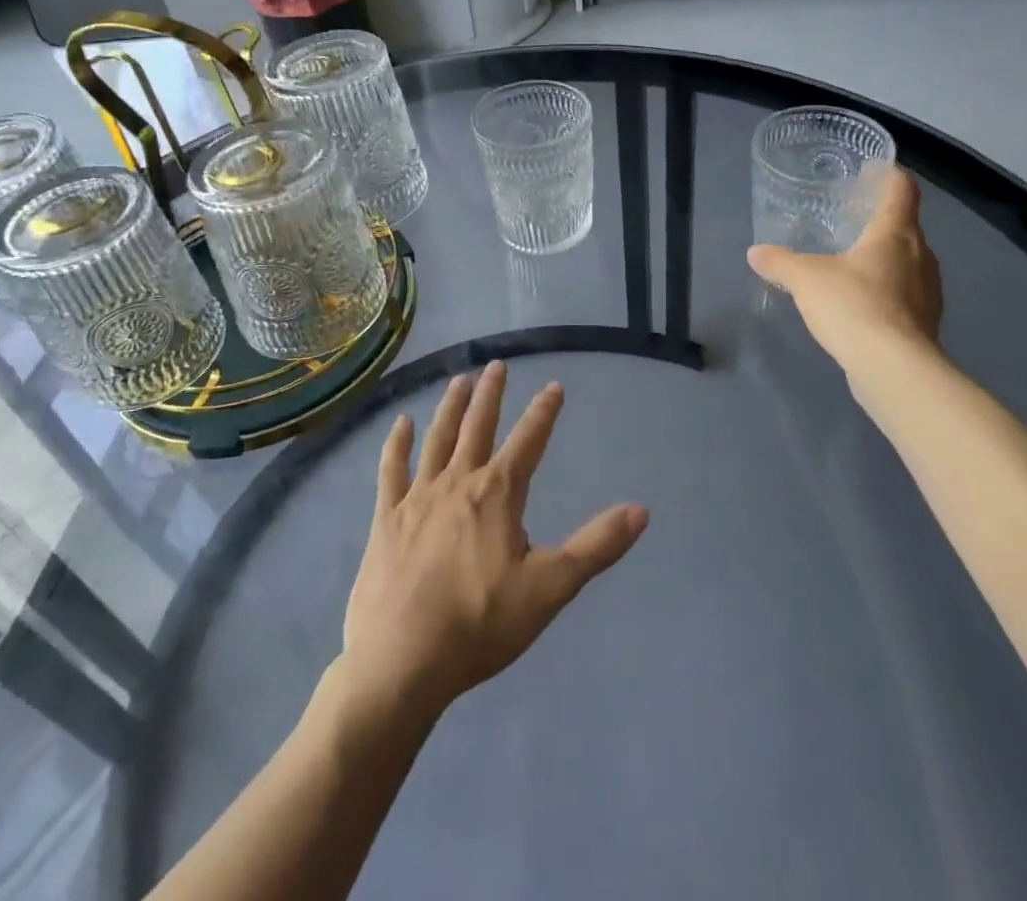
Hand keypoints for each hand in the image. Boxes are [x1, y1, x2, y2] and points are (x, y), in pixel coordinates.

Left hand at [341, 362, 648, 719]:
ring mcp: (417, 497)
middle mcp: (458, 482)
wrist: (401, 662)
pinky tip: (401, 424)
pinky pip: (391, 470)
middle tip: (496, 365)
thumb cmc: (480, 625)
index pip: (529, 441)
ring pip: (437, 439)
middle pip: (478, 427)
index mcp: (498, 494)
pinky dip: (397, 444)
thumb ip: (596, 546)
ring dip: (450, 407)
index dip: (544, 412)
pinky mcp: (386, 518)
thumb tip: (640, 510)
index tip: (555, 385)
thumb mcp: (550, 589)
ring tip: (459, 380)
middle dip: (490, 395)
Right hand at [746, 165, 942, 373]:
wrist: (894, 369)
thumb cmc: (854, 306)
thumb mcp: (805, 279)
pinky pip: (904, 294)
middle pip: (906, 226)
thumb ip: (780, 262)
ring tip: (851, 260)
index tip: (870, 168)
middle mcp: (920, 256)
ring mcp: (927, 292)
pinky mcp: (925, 323)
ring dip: (883, 256)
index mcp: (895, 234)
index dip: (888, 174)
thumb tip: (756, 253)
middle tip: (850, 218)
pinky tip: (859, 303)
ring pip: (907, 262)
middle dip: (880, 219)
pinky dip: (885, 289)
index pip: (901, 189)